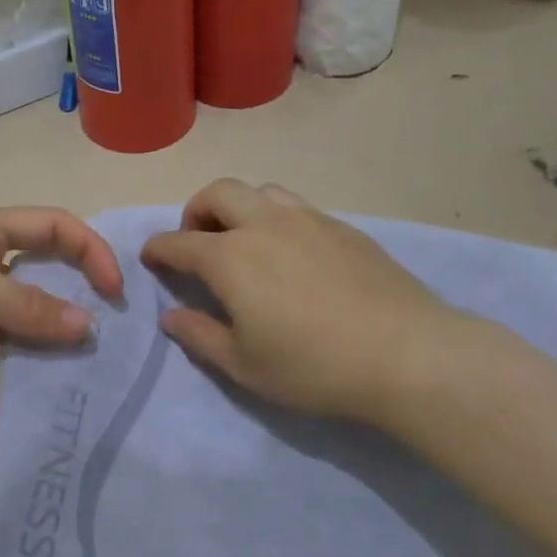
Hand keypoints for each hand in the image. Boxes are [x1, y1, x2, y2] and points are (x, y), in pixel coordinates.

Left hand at [0, 206, 123, 374]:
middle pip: (37, 275)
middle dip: (64, 300)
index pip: (56, 228)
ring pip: (9, 315)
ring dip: (26, 334)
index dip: (91, 252)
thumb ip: (27, 306)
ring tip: (43, 361)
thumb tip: (88, 328)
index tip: (114, 293)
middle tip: (89, 338)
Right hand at [141, 179, 462, 423]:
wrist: (406, 354)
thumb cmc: (313, 366)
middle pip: (218, 193)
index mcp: (230, 258)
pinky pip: (297, 207)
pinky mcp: (344, 228)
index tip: (150, 257)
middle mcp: (264, 225)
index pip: (179, 242)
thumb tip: (171, 316)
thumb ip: (199, 335)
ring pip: (261, 190)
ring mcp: (308, 220)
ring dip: (239, 206)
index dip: (157, 249)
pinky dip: (277, 218)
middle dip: (196, 210)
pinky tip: (292, 252)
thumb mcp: (244, 364)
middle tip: (197, 240)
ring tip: (244, 239)